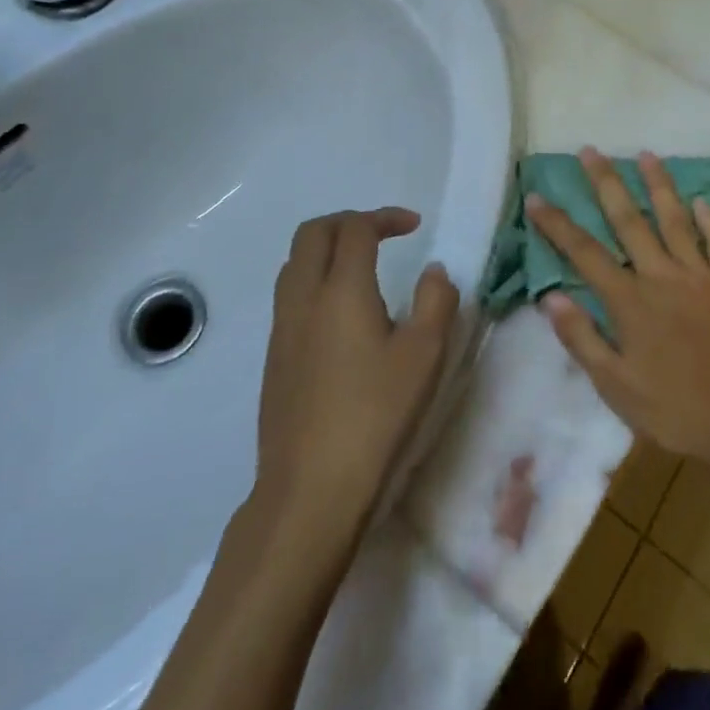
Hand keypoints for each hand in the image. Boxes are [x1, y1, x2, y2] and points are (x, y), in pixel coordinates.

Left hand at [255, 208, 458, 531]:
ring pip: (295, 264)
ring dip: (326, 250)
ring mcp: (281, 330)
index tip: (414, 226)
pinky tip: (341, 316)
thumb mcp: (424, 356)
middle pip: (313, 233)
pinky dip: (314, 281)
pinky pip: (290, 296)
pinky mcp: (273, 359)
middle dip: (348, 221)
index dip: (385, 217)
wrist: (309, 492)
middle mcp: (303, 299)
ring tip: (362, 268)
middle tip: (382, 234)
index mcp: (341, 290)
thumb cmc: (375, 417)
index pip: (356, 228)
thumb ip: (436, 301)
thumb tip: (433, 271)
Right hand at [526, 149, 709, 472]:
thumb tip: (550, 297)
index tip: (536, 196)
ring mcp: (699, 275)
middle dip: (606, 183)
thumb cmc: (673, 410)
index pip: (583, 252)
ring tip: (646, 154)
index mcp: (629, 300)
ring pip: (674, 219)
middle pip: (628, 220)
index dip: (557, 223)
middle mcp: (660, 275)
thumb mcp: (616, 387)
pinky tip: (703, 201)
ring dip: (658, 185)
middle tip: (591, 150)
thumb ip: (582, 338)